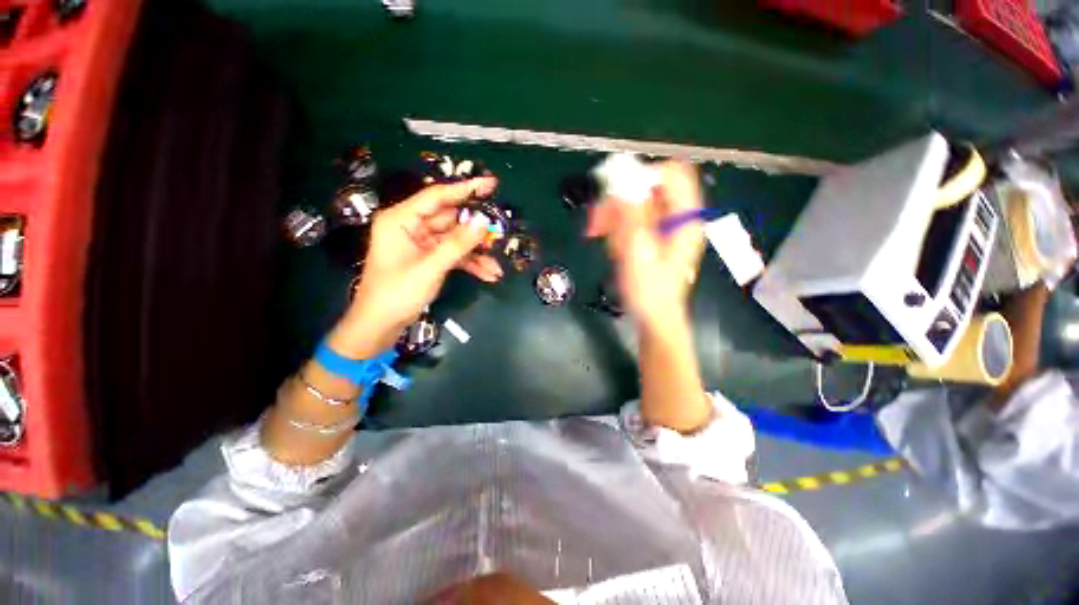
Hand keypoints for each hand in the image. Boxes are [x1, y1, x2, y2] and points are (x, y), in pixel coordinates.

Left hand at [336, 177, 502, 354]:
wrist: (380, 326)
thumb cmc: (396, 294)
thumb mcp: (429, 268)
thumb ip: (457, 244)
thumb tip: (483, 221)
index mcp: (401, 219)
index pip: (437, 197)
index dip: (465, 189)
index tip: (491, 184)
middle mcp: (411, 226)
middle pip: (451, 220)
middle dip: (476, 231)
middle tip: (500, 233)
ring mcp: (421, 243)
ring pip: (456, 240)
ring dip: (476, 253)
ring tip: (496, 266)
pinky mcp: (429, 258)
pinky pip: (454, 255)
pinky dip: (470, 264)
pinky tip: (488, 274)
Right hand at [586, 161, 704, 330]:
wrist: (653, 318)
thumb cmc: (648, 290)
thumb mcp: (637, 251)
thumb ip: (631, 214)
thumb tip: (622, 179)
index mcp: (684, 218)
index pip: (672, 174)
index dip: (643, 175)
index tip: (614, 191)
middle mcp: (678, 218)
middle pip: (649, 190)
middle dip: (619, 201)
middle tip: (597, 219)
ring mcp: (666, 229)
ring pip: (637, 205)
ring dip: (614, 217)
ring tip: (601, 236)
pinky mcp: (654, 238)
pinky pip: (633, 221)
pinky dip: (618, 229)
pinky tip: (613, 247)